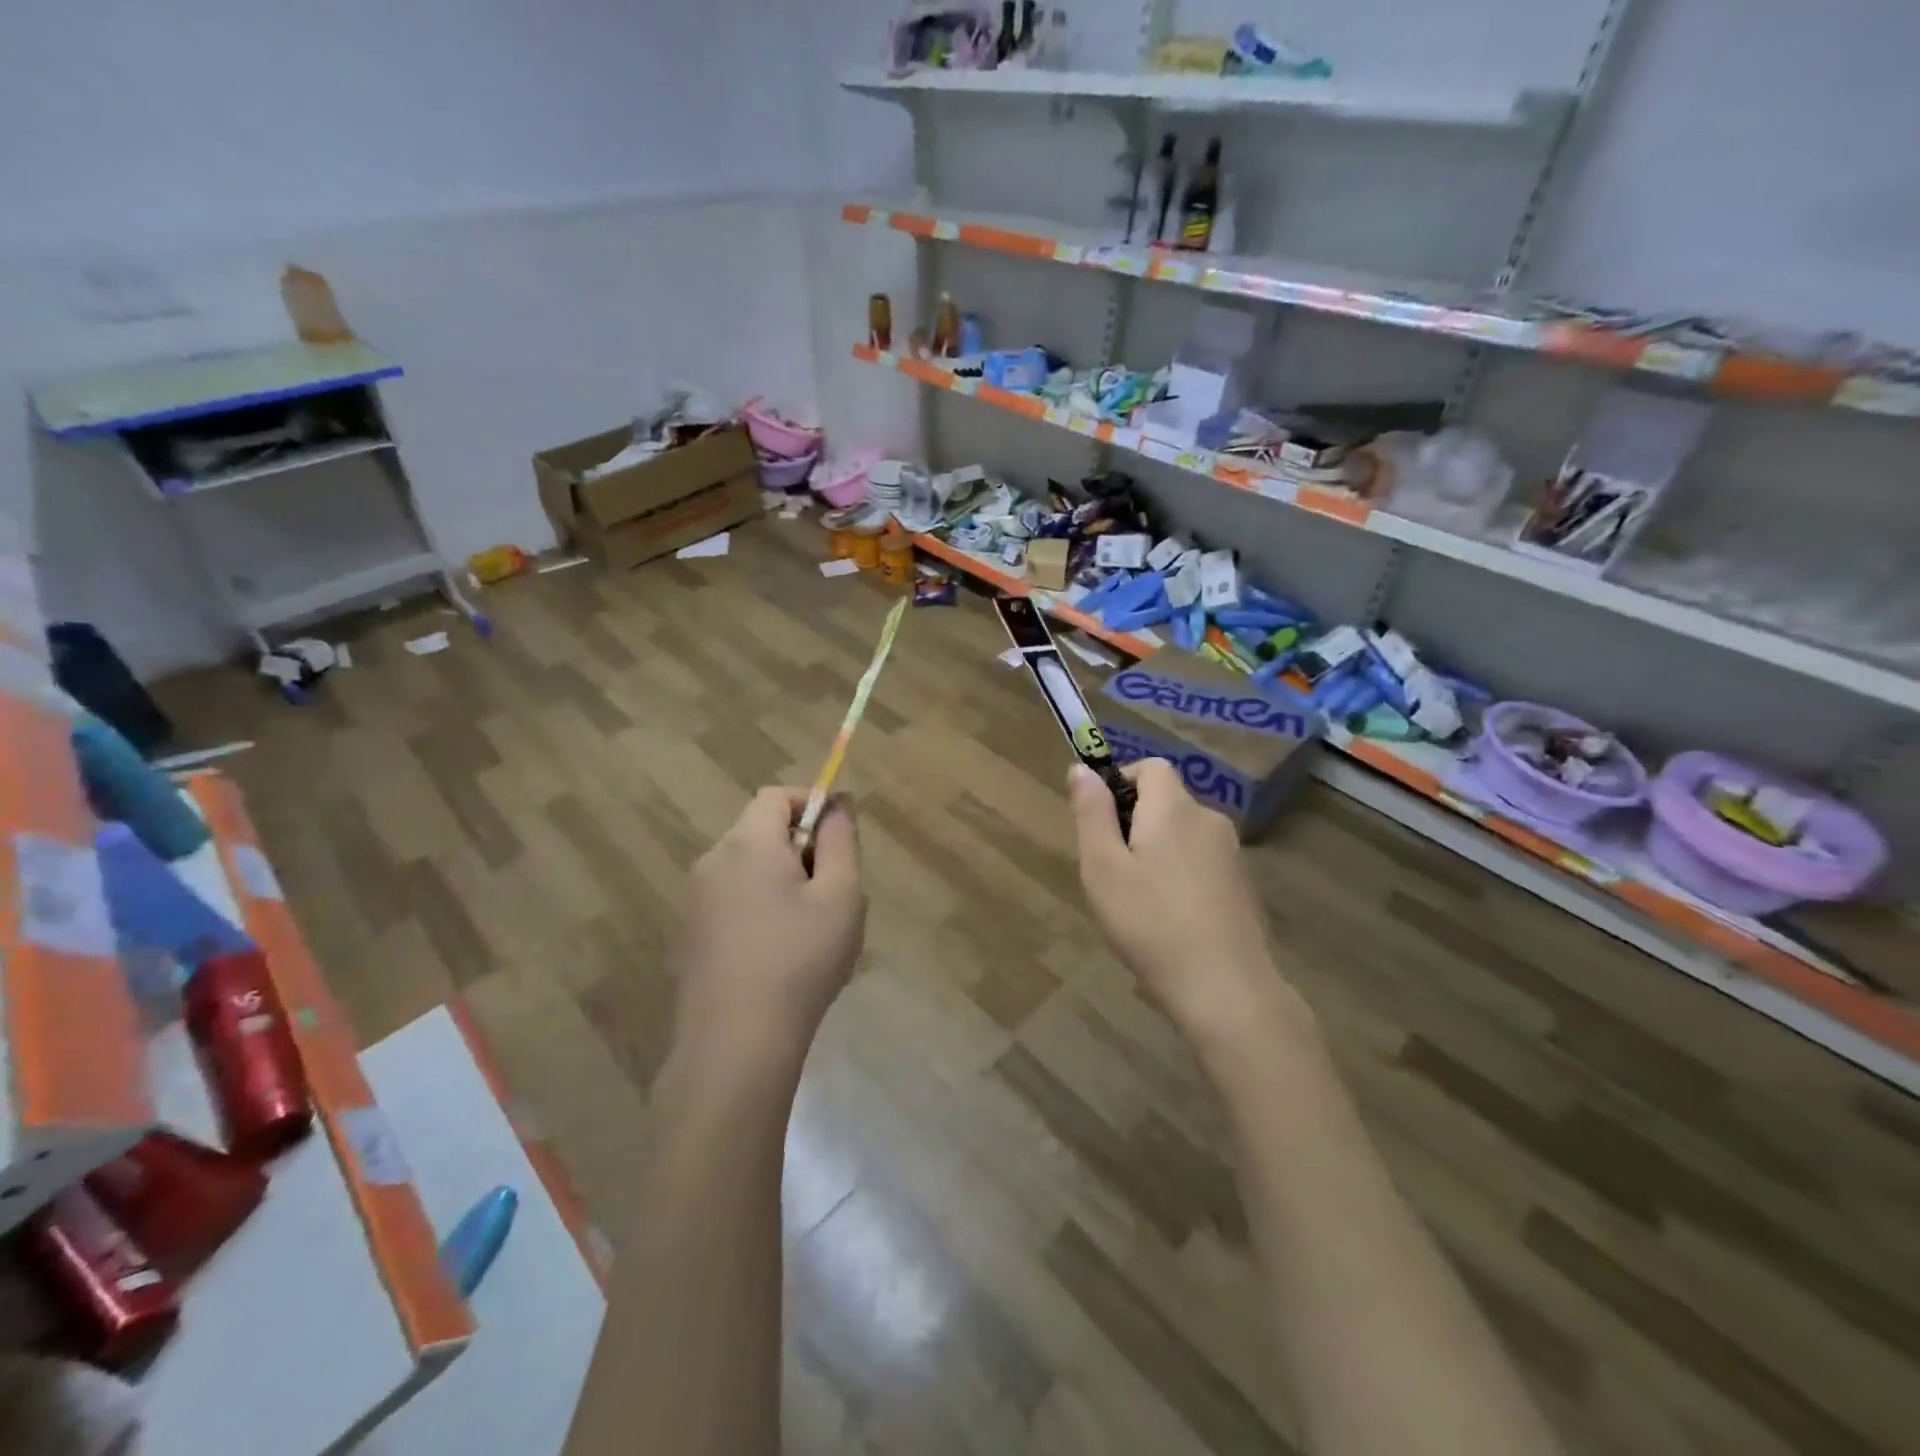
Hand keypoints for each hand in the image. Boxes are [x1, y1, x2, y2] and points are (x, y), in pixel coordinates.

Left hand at [670, 788, 865, 1066]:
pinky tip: (781, 956)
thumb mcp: (841, 895)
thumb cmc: (800, 959)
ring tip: (812, 929)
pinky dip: (760, 908)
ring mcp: (696, 901)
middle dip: (801, 848)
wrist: (735, 1044)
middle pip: (761, 832)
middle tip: (834, 891)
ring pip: (749, 870)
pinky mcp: (690, 936)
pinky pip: (733, 901)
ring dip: (783, 881)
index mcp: (748, 844)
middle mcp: (713, 861)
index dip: (811, 803)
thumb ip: (840, 841)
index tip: (840, 836)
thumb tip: (836, 805)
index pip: (776, 796)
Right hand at [1068, 759, 1306, 1047]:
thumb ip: (1092, 812)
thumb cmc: (1150, 923)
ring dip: (1157, 851)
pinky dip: (1180, 875)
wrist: (1224, 988)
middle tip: (1112, 871)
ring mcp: (1232, 854)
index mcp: (1174, 808)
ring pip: (1183, 834)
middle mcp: (1209, 820)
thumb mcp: (1103, 867)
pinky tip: (1169, 919)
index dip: (1122, 781)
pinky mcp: (1243, 885)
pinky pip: (1201, 862)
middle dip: (1135, 822)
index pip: (1152, 767)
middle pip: (1167, 801)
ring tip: (1138, 901)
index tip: (1101, 822)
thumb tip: (1082, 768)